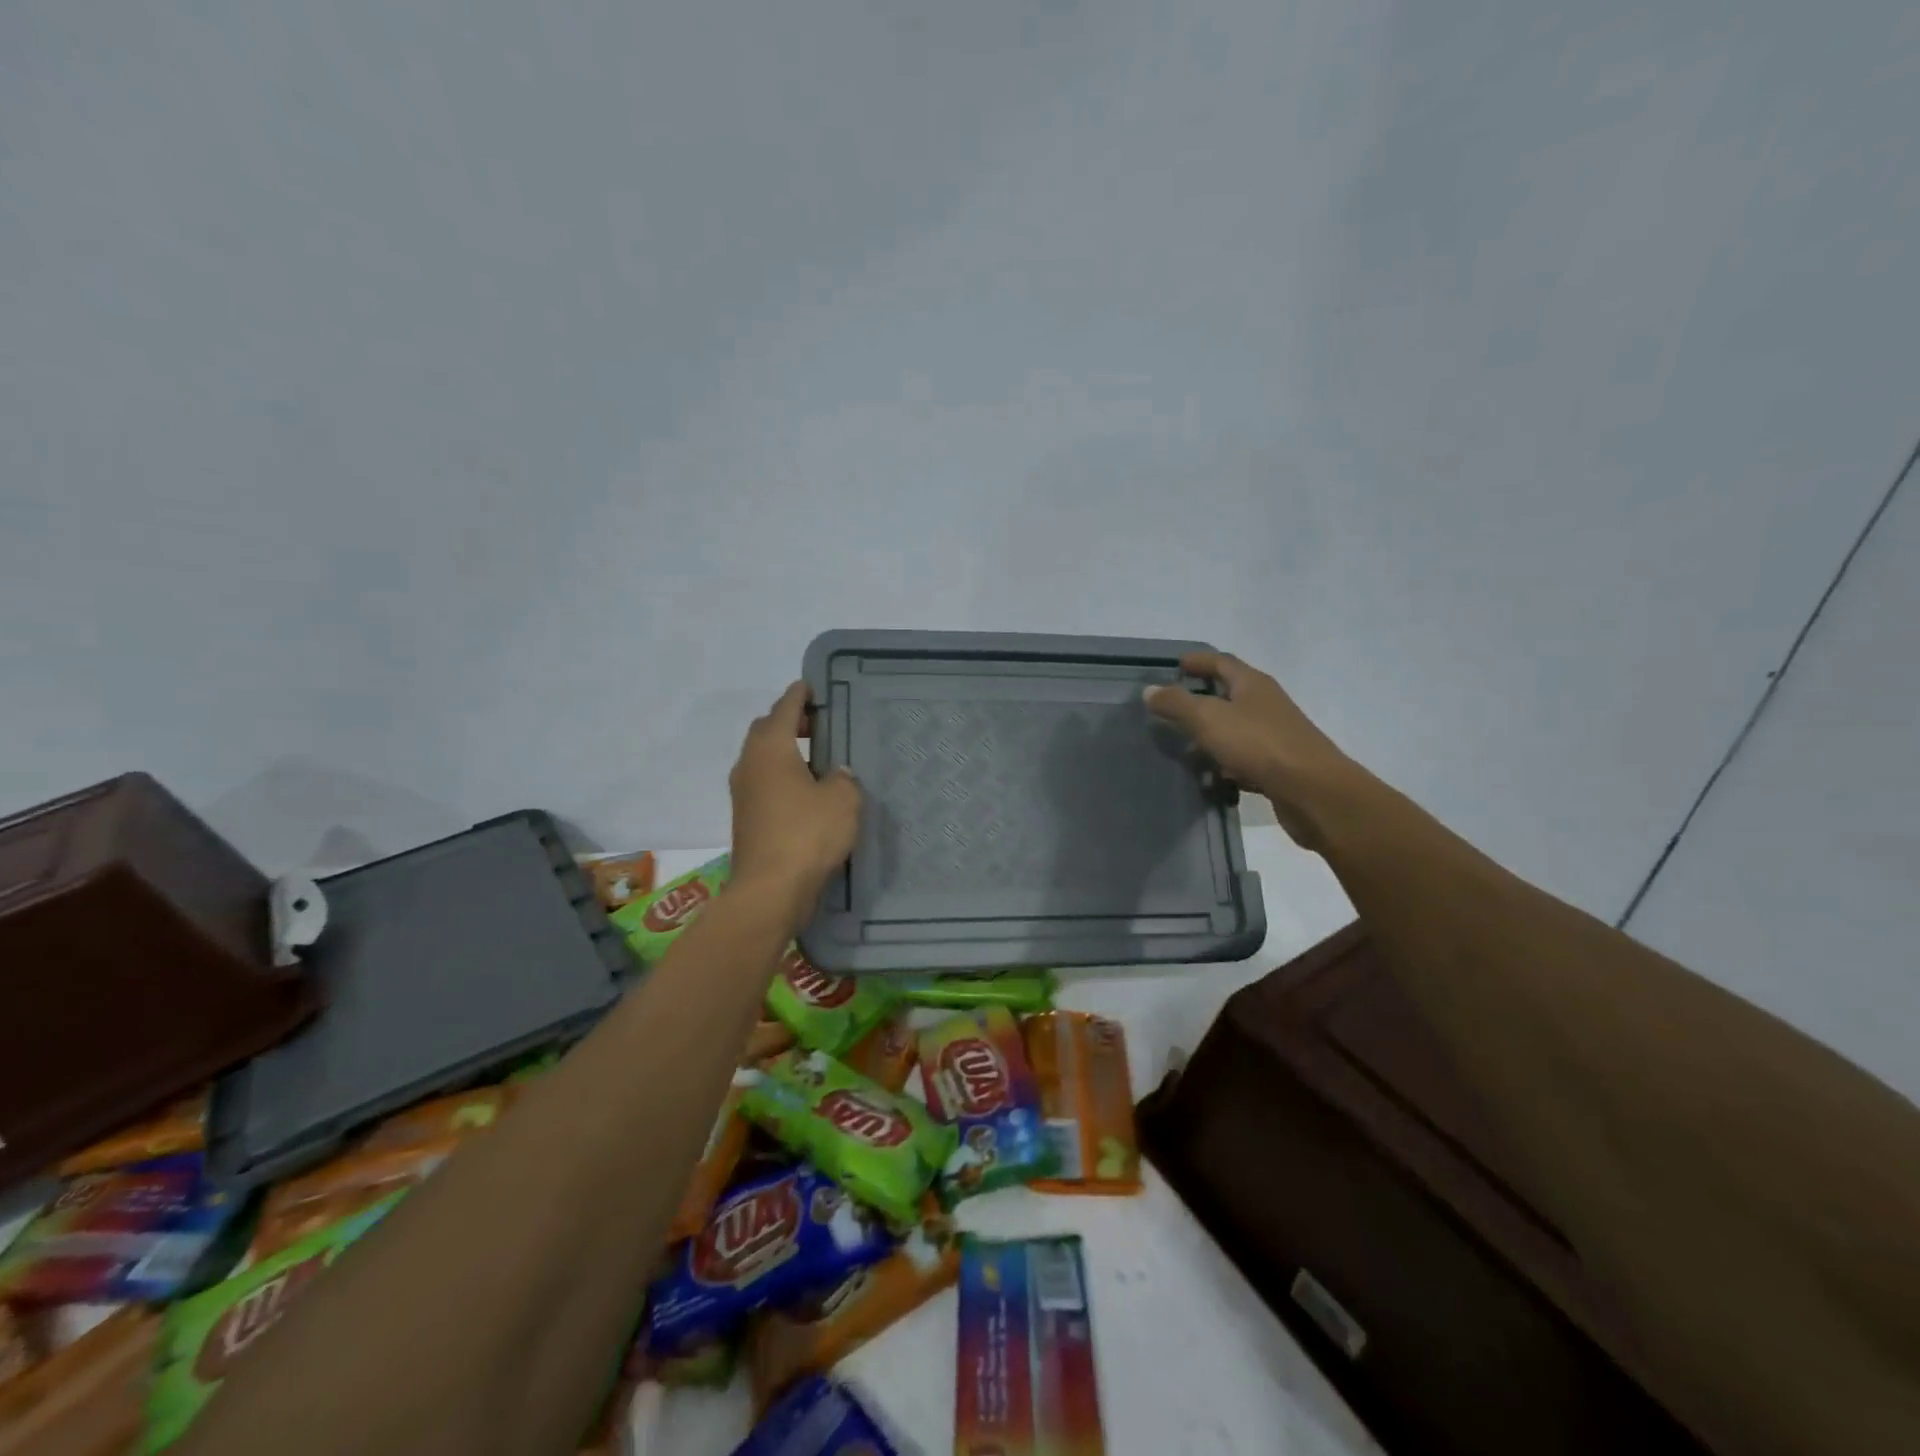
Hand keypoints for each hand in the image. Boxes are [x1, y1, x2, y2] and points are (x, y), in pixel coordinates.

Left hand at [728, 682, 862, 913]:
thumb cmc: (807, 833)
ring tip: (818, 758)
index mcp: (770, 748)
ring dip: (786, 752)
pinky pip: (765, 784)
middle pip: (766, 731)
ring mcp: (743, 794)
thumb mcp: (842, 800)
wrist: (770, 889)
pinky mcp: (746, 819)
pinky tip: (807, 791)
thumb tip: (836, 775)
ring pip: (763, 759)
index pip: (784, 709)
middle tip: (819, 723)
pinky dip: (783, 778)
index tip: (810, 686)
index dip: (798, 695)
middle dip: (789, 722)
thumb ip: (843, 778)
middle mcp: (750, 765)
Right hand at [1144, 651, 1361, 848]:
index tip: (1177, 664)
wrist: (1313, 791)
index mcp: (1253, 684)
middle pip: (1230, 694)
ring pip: (1235, 728)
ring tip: (1182, 746)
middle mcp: (1266, 704)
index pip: (1222, 663)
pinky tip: (1209, 776)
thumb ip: (1177, 703)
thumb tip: (1150, 690)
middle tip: (1172, 706)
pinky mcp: (1279, 765)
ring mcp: (1275, 735)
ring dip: (1210, 734)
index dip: (1199, 661)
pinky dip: (1224, 762)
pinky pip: (1244, 757)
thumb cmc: (1259, 745)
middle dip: (1201, 698)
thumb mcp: (1209, 719)